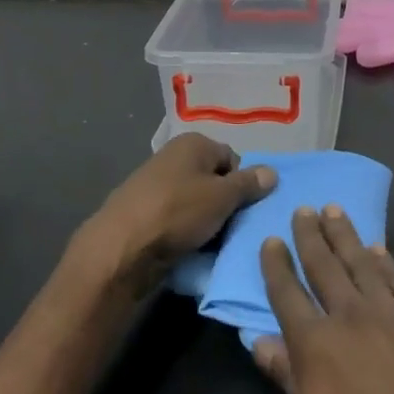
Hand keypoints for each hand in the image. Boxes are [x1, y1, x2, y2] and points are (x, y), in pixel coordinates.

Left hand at [84, 134, 273, 289]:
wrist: (122, 248)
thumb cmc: (177, 212)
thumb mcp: (222, 197)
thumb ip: (249, 184)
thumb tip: (272, 172)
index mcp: (192, 143)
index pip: (232, 158)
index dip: (242, 183)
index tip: (243, 208)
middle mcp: (173, 157)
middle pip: (214, 181)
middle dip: (226, 205)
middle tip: (233, 228)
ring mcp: (156, 186)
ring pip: (197, 203)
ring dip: (208, 222)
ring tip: (214, 244)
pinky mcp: (145, 214)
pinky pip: (178, 220)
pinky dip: (187, 233)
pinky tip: (192, 250)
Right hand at [255, 208, 393, 393]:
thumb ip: (288, 380)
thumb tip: (259, 341)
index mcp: (315, 345)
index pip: (287, 295)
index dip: (277, 266)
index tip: (270, 240)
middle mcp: (349, 318)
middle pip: (324, 267)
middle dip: (311, 236)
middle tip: (304, 209)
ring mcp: (388, 316)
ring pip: (360, 263)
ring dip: (346, 235)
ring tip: (335, 210)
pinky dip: (384, 261)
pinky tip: (378, 249)